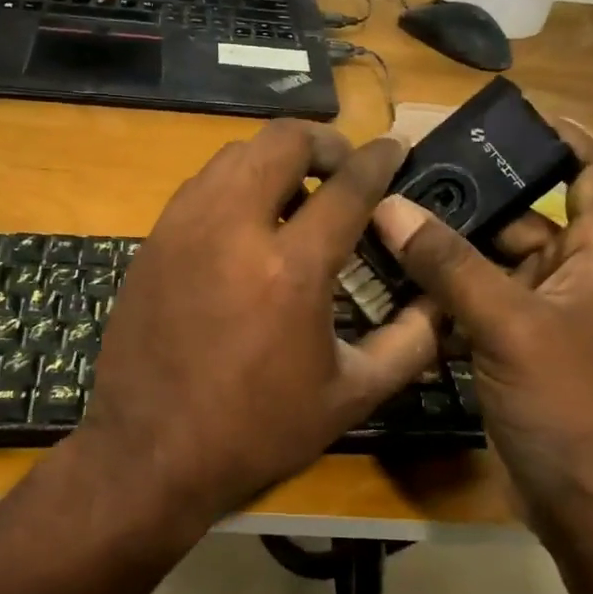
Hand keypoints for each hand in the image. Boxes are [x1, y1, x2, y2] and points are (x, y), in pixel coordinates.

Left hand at [74, 120, 440, 535]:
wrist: (149, 452)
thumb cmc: (255, 431)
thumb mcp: (349, 397)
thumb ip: (409, 343)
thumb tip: (443, 302)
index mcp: (291, 269)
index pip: (347, 186)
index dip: (378, 160)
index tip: (395, 148)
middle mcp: (233, 230)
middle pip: (281, 141)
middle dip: (323, 142)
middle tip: (343, 167)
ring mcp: (183, 229)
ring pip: (234, 154)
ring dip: (275, 159)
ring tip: (296, 193)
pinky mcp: (153, 241)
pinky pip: (201, 185)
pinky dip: (234, 183)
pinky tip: (247, 220)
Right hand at [370, 122, 592, 523]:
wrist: (582, 499)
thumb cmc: (567, 401)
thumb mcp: (508, 324)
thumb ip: (449, 265)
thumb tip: (391, 208)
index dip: (566, 139)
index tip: (517, 118)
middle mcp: (571, 277)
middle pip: (520, 220)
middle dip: (470, 202)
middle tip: (407, 180)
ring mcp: (538, 316)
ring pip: (487, 265)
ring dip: (445, 252)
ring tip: (386, 225)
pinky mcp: (510, 348)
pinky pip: (472, 304)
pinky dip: (440, 294)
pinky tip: (394, 284)